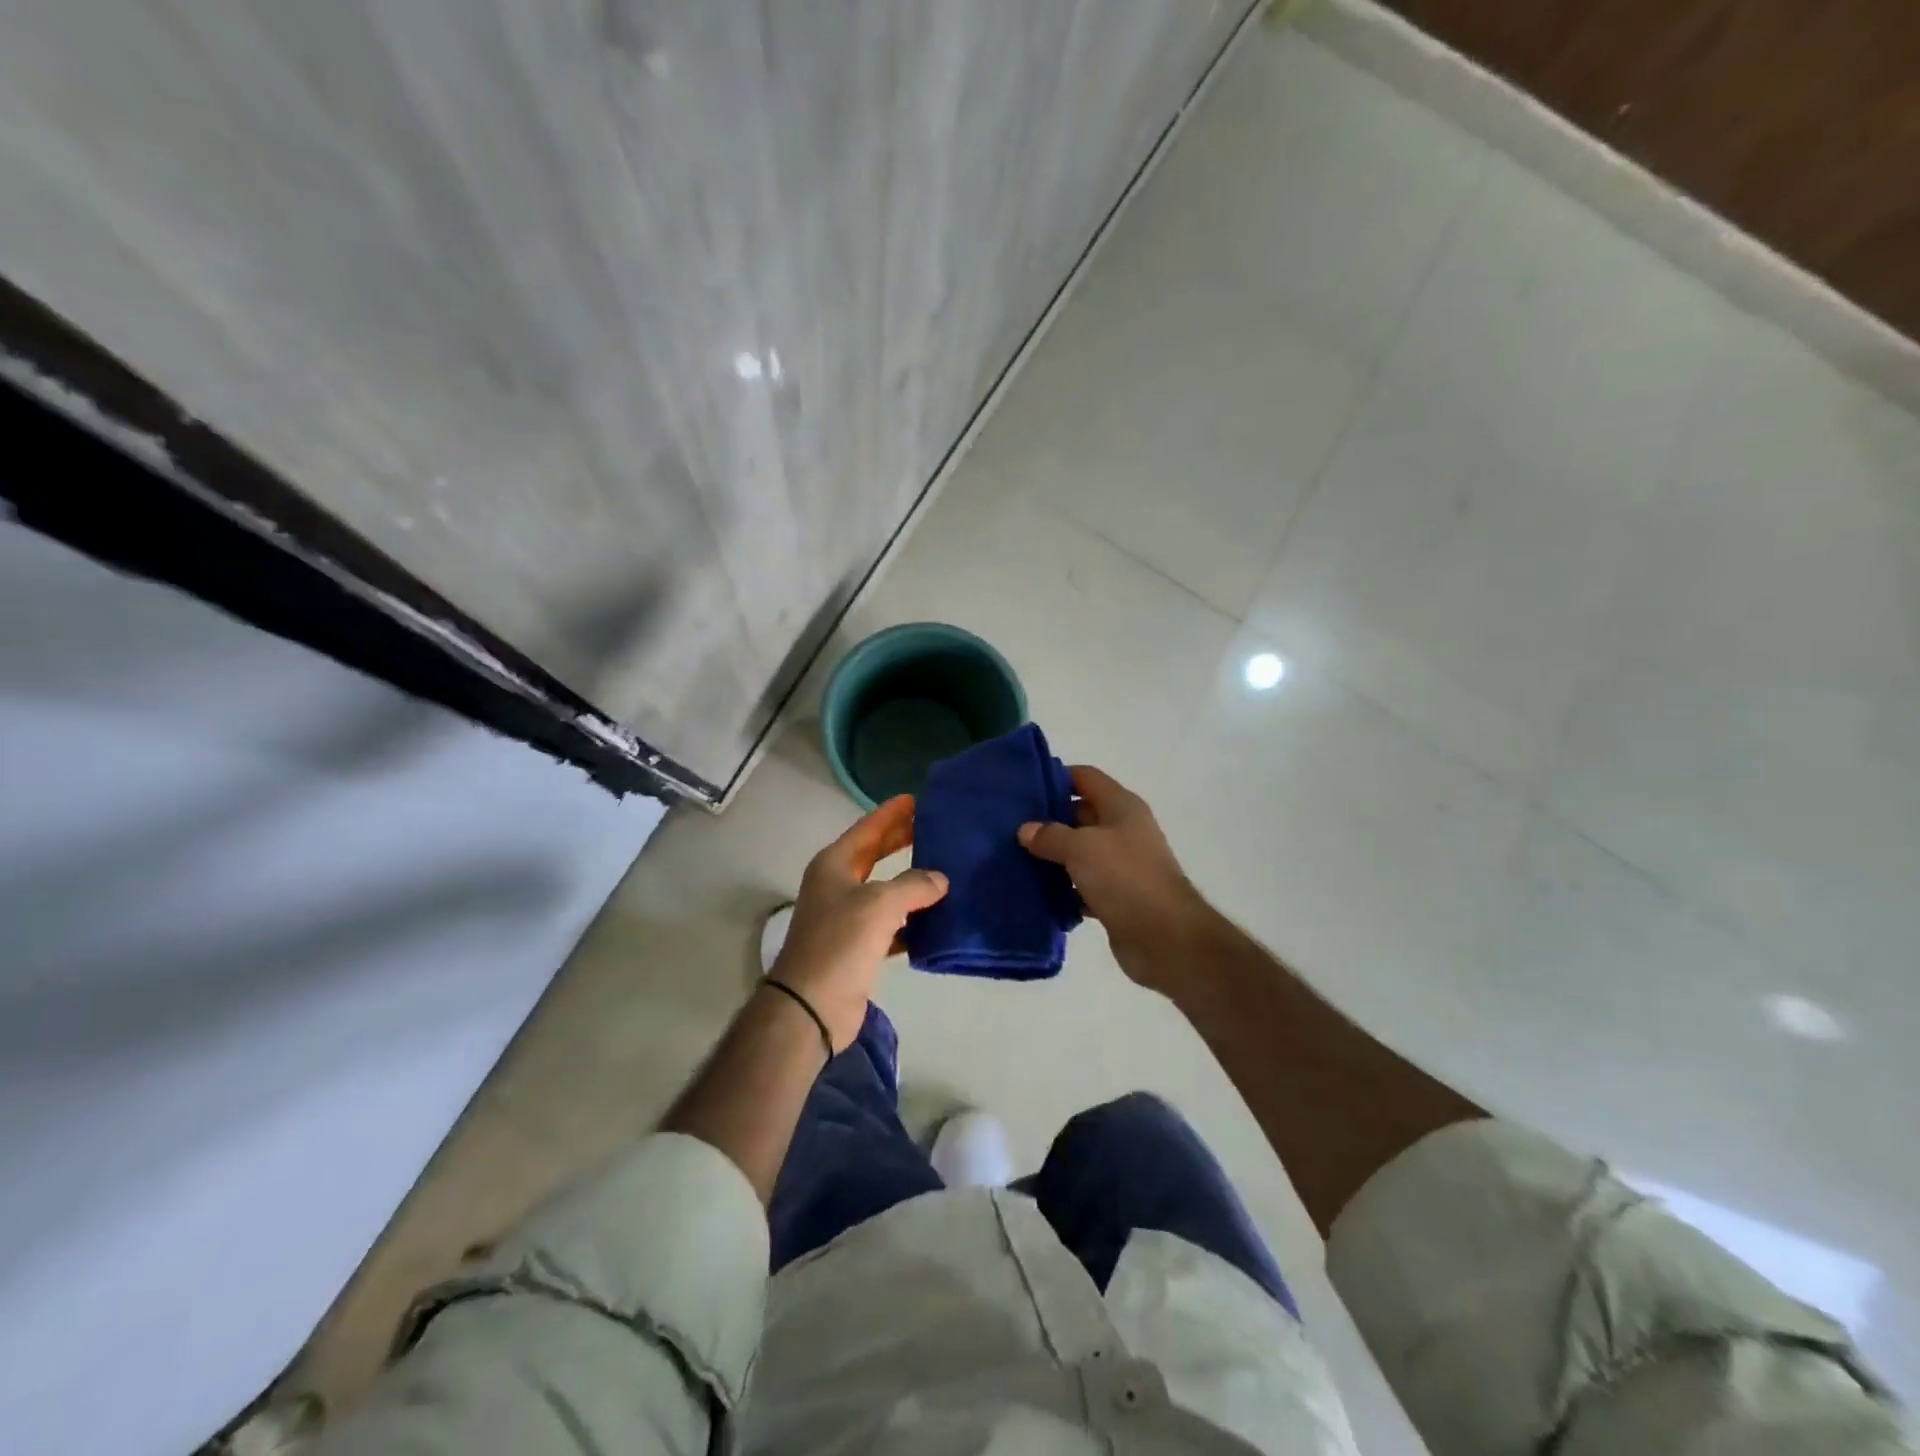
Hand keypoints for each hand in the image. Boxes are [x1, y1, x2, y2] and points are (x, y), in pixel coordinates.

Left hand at [769, 795, 947, 1051]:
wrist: (811, 1006)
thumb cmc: (840, 942)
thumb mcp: (880, 904)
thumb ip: (913, 885)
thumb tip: (939, 879)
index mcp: (834, 865)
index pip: (867, 829)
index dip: (891, 813)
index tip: (916, 798)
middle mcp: (837, 885)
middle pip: (874, 854)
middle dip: (901, 840)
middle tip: (934, 827)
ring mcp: (846, 917)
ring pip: (885, 890)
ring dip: (911, 882)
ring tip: (945, 869)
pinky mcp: (858, 947)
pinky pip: (891, 924)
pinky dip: (912, 920)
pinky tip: (937, 918)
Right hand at [1018, 765, 1208, 994]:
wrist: (1164, 937)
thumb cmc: (1125, 878)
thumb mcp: (1081, 848)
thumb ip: (1050, 835)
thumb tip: (1025, 830)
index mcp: (1121, 807)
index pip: (1085, 778)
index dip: (1056, 777)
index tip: (1022, 788)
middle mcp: (1123, 830)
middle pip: (1079, 815)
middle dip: (1048, 821)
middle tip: (1010, 828)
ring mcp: (1121, 865)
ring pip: (1079, 853)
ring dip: (1052, 858)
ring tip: (1014, 860)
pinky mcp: (1115, 897)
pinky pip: (1082, 886)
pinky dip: (1064, 890)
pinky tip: (1036, 894)